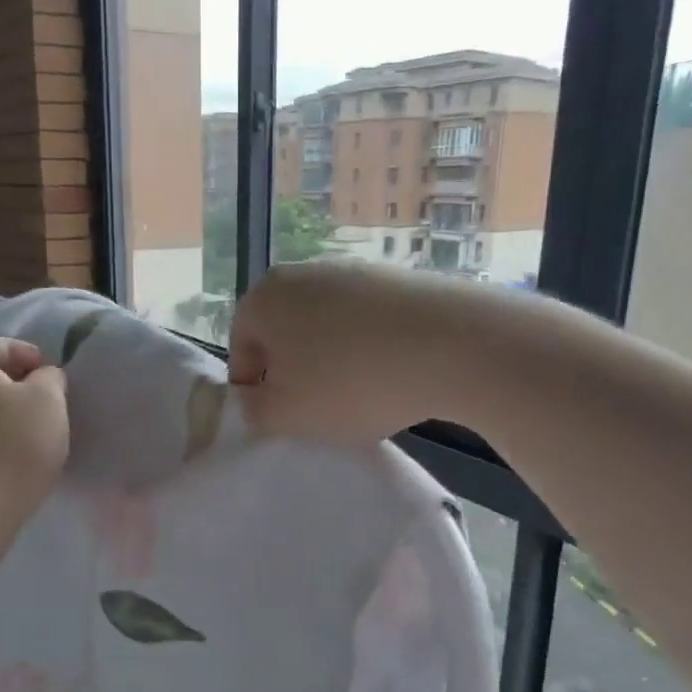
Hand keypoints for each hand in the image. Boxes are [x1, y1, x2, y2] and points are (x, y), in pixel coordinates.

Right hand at [228, 260, 488, 442]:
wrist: (451, 345)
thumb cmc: (350, 382)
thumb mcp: (284, 415)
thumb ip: (252, 410)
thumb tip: (253, 396)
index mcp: (263, 298)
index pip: (239, 352)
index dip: (254, 393)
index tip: (280, 420)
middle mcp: (302, 273)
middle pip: (283, 337)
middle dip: (295, 375)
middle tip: (318, 411)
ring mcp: (353, 271)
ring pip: (326, 330)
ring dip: (333, 364)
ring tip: (361, 396)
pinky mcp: (396, 279)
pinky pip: (366, 324)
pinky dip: (370, 350)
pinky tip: (392, 376)